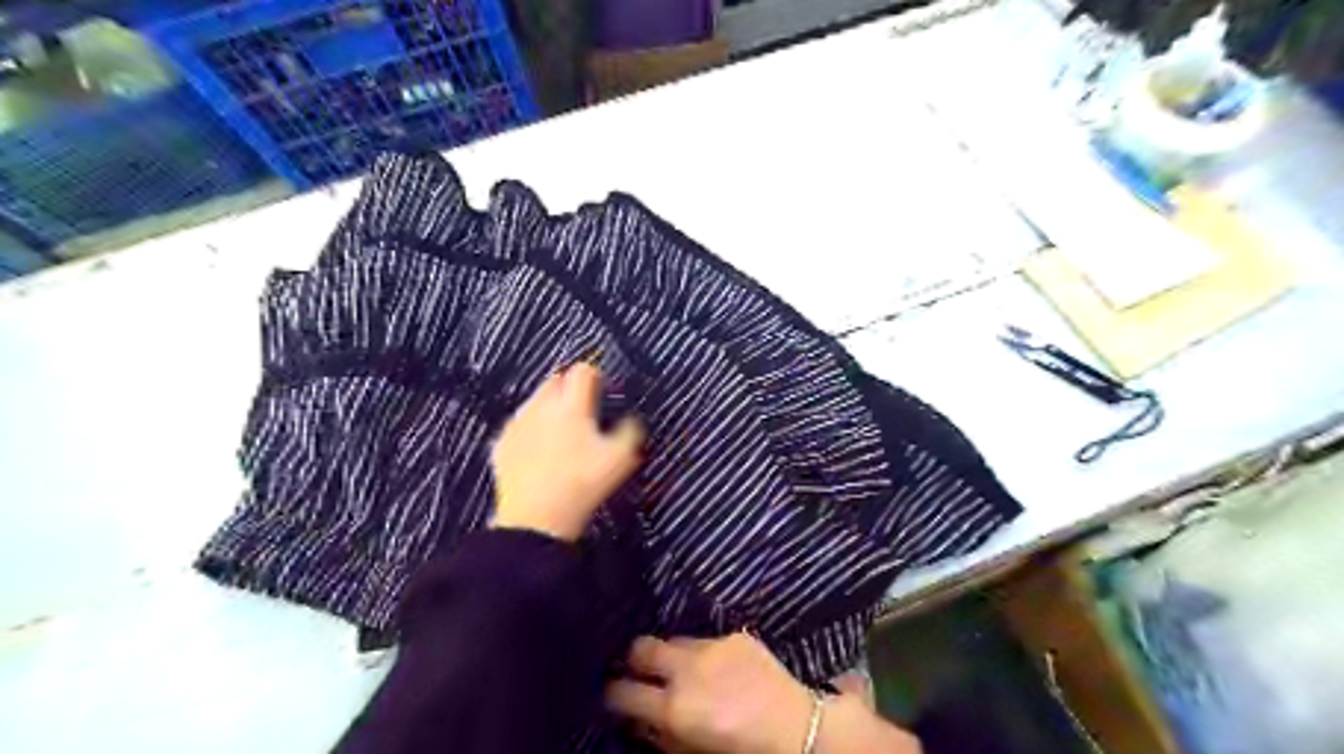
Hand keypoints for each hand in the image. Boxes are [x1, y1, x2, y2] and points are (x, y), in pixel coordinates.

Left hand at [491, 360, 642, 541]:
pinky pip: (520, 424)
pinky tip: (540, 451)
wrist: (535, 519)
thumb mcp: (621, 459)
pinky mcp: (502, 443)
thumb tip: (630, 418)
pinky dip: (532, 430)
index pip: (583, 370)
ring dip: (550, 408)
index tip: (602, 392)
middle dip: (570, 388)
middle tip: (584, 411)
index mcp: (572, 405)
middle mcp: (541, 406)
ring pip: (536, 401)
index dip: (595, 376)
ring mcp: (518, 423)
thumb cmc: (582, 485)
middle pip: (556, 379)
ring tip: (563, 434)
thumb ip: (630, 431)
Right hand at [605, 637, 813, 753]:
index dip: (612, 692)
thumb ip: (661, 735)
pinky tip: (717, 666)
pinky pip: (705, 640)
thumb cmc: (742, 749)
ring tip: (682, 668)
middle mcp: (687, 671)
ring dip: (671, 655)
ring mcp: (711, 648)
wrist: (796, 726)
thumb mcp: (694, 751)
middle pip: (641, 648)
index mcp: (675, 708)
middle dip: (633, 658)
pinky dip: (704, 653)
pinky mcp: (733, 636)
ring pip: (673, 640)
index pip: (623, 692)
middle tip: (638, 668)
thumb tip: (638, 718)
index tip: (611, 692)